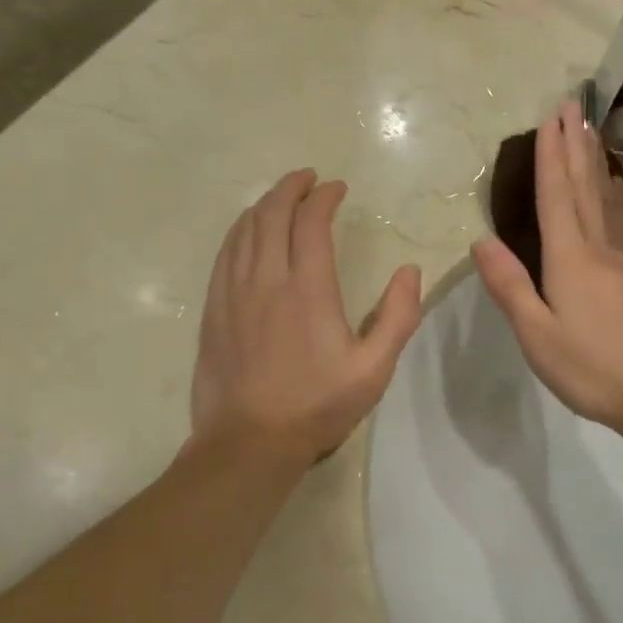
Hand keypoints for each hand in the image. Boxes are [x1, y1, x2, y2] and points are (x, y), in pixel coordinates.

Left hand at [192, 169, 421, 462]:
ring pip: (243, 230)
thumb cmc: (317, 405)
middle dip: (290, 188)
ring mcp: (233, 293)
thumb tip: (410, 270)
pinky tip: (247, 232)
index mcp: (307, 289)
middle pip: (271, 214)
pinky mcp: (213, 310)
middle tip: (308, 179)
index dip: (324, 197)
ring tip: (281, 197)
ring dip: (264, 205)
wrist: (249, 443)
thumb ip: (399, 316)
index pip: (311, 222)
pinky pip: (224, 254)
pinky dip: (240, 231)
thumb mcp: (374, 369)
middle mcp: (266, 280)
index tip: (337, 188)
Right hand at [473, 104, 622, 434]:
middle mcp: (602, 248)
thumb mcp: (537, 336)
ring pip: (611, 200)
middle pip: (586, 188)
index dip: (551, 156)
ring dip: (599, 163)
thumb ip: (510, 286)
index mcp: (570, 259)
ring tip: (593, 134)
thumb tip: (482, 241)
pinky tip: (619, 190)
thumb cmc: (590, 368)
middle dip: (576, 146)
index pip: (556, 197)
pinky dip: (620, 197)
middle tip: (573, 108)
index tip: (551, 119)